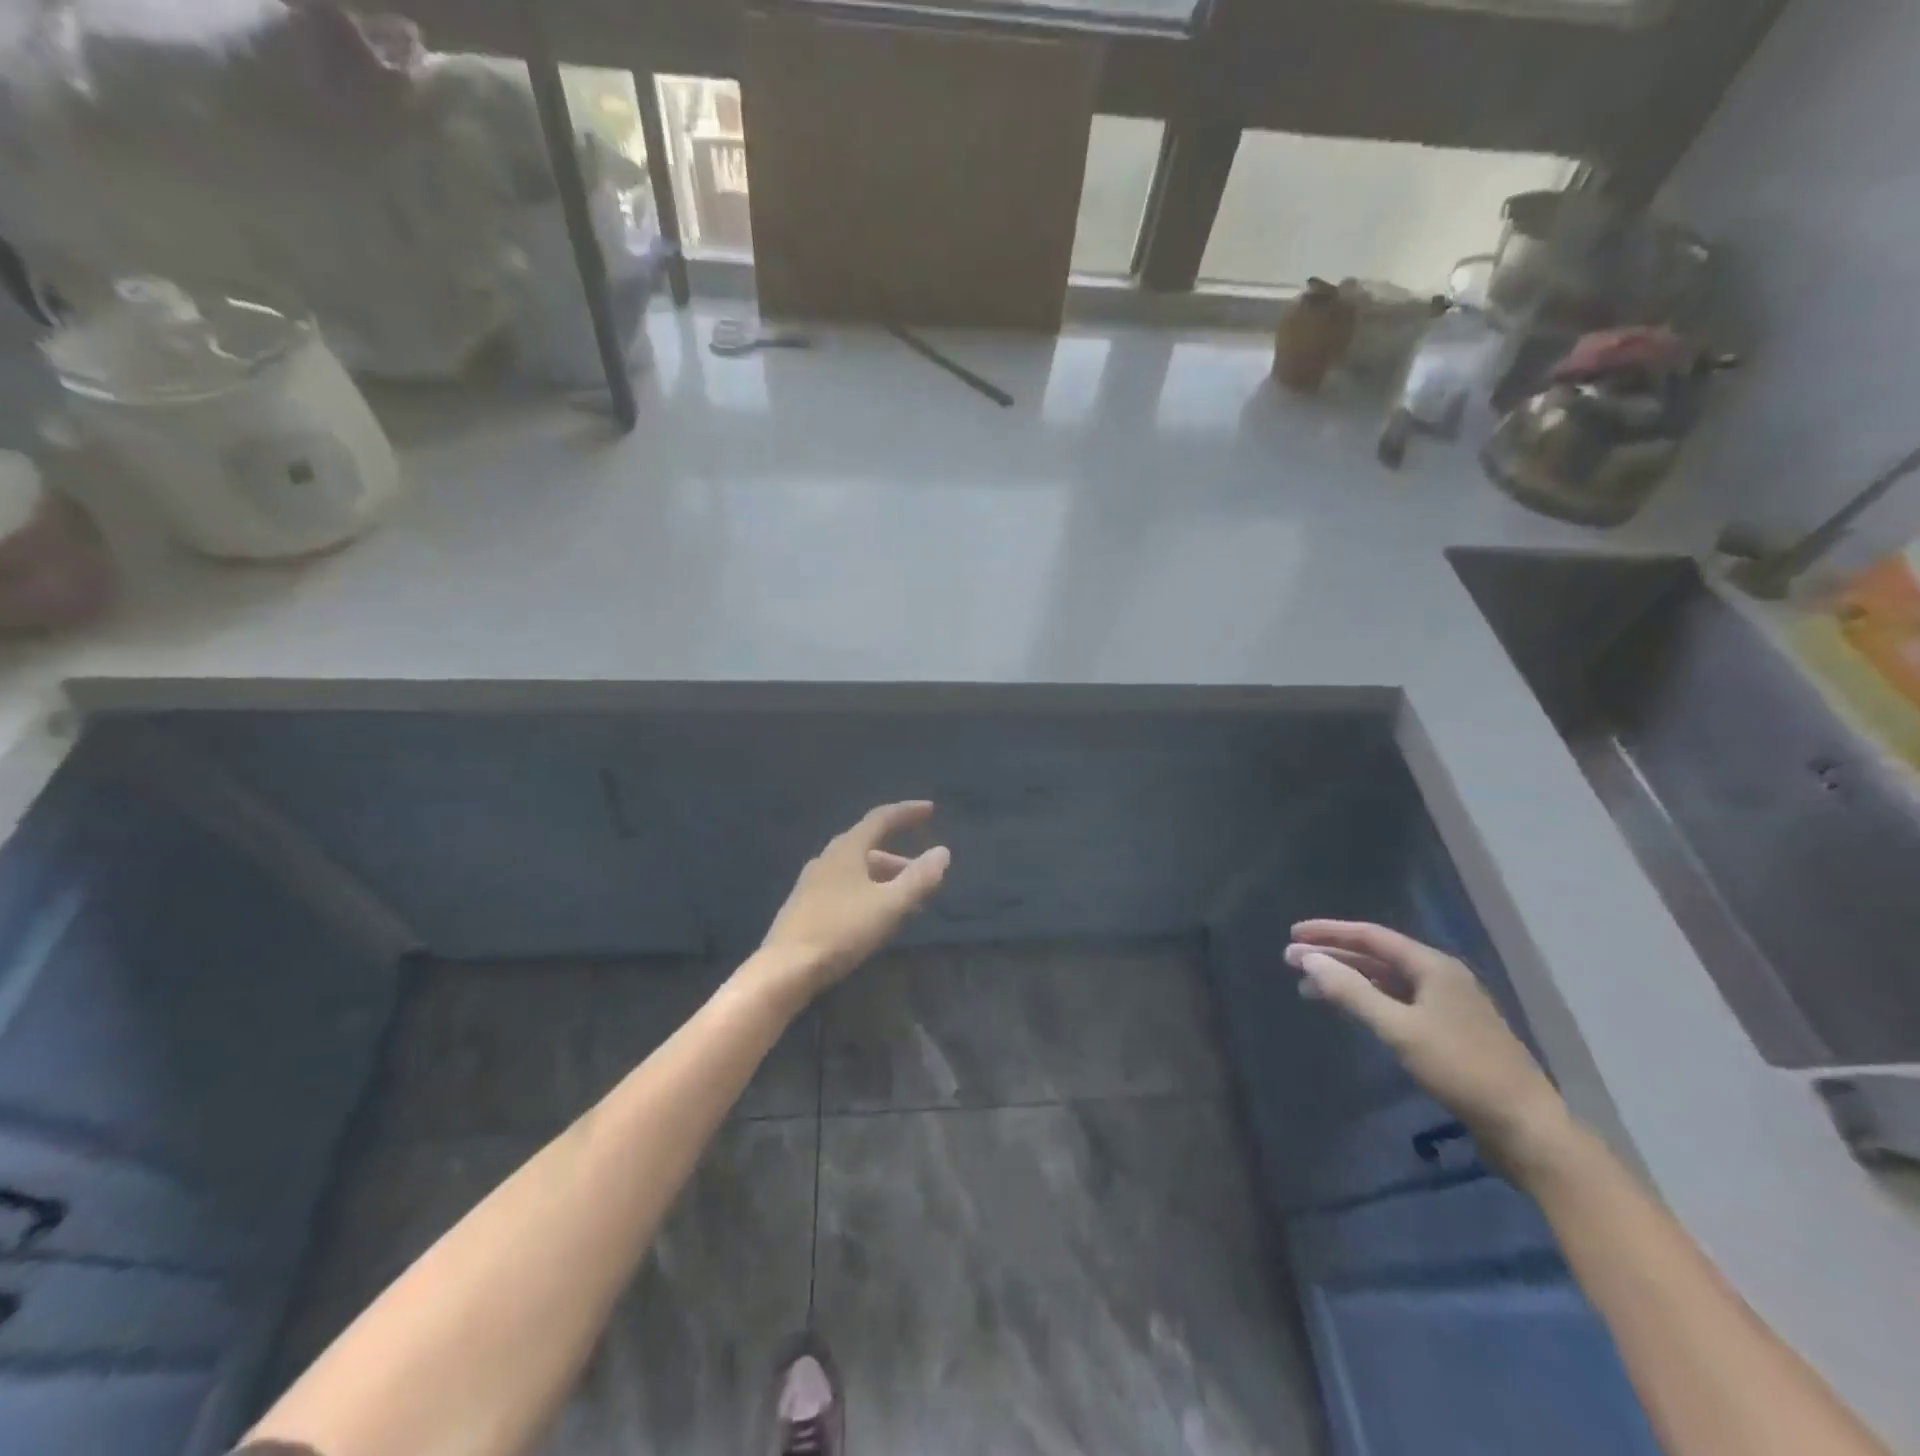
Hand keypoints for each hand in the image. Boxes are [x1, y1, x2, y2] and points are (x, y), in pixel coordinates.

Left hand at [754, 801, 950, 999]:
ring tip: (907, 902)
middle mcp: (827, 858)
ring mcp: (813, 882)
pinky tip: (875, 916)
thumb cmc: (841, 930)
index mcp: (847, 849)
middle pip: (870, 846)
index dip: (907, 812)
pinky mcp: (806, 905)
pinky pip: (845, 886)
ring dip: (885, 878)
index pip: (881, 818)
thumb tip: (942, 852)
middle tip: (924, 874)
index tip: (930, 809)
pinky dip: (868, 891)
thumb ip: (919, 878)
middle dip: (900, 858)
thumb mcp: (889, 905)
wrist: (784, 969)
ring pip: (857, 869)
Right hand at [1286, 919, 1574, 1182]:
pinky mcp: (1448, 1032)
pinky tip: (1350, 1010)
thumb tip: (1309, 959)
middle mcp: (1440, 977)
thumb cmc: (1461, 1069)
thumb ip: (1352, 992)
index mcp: (1433, 966)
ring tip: (1309, 988)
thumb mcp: (1399, 1029)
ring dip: (1347, 980)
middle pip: (1377, 957)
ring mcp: (1446, 1005)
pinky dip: (1367, 1000)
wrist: (1526, 1128)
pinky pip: (1397, 1002)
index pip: (1371, 936)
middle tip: (1291, 961)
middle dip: (1333, 957)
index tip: (1293, 934)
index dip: (1329, 932)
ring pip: (1385, 981)